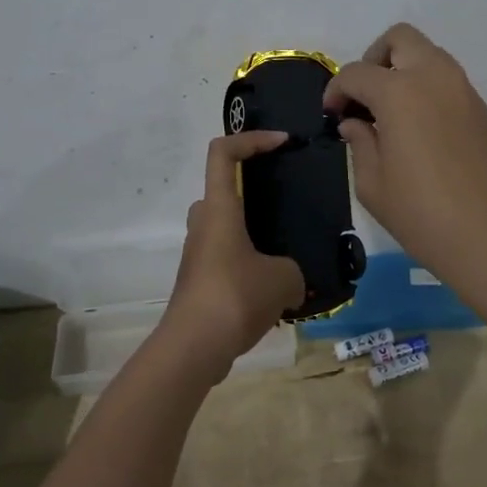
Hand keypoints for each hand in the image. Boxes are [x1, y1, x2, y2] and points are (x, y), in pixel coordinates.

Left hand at [160, 131, 304, 374]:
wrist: (193, 348)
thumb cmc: (235, 297)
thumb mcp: (284, 279)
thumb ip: (293, 271)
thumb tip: (290, 283)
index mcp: (219, 208)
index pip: (223, 152)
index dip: (251, 139)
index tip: (282, 143)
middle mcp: (203, 223)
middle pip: (223, 189)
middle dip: (254, 192)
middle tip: (286, 205)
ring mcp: (198, 254)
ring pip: (227, 228)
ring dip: (254, 234)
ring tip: (289, 252)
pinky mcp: (199, 281)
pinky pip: (227, 259)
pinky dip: (249, 264)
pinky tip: (276, 289)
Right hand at [324, 23, 486, 292]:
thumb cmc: (425, 216)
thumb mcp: (374, 186)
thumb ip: (359, 144)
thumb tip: (355, 123)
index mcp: (399, 91)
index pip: (356, 73)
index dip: (336, 91)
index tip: (331, 116)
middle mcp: (433, 76)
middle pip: (399, 39)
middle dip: (374, 59)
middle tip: (364, 98)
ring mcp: (463, 89)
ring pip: (427, 55)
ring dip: (402, 71)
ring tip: (388, 115)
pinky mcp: (482, 108)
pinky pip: (445, 80)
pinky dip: (424, 88)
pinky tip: (416, 129)